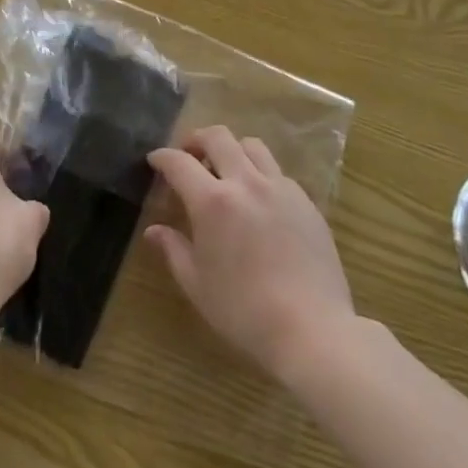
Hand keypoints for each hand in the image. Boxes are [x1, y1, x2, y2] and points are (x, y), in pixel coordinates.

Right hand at [147, 126, 357, 382]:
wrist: (313, 330)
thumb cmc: (244, 311)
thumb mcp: (197, 285)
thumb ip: (173, 250)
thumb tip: (154, 231)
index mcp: (212, 202)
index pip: (179, 162)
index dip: (162, 157)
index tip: (155, 160)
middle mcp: (245, 183)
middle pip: (218, 137)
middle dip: (197, 139)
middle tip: (189, 155)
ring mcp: (280, 188)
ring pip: (252, 146)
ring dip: (232, 149)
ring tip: (226, 169)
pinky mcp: (305, 201)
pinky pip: (277, 172)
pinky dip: (260, 173)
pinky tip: (259, 198)